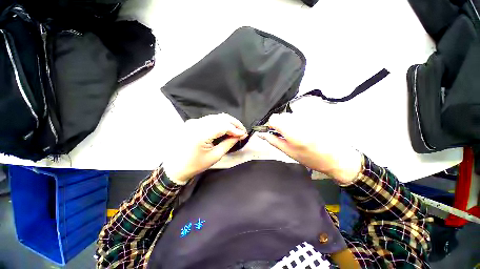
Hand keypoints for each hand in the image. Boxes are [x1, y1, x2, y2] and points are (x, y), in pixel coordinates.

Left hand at [163, 113, 247, 184]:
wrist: (175, 167)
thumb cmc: (195, 164)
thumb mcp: (215, 156)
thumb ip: (228, 143)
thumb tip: (239, 136)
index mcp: (201, 134)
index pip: (223, 126)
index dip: (235, 129)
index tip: (244, 134)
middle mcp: (197, 123)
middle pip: (220, 118)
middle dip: (234, 123)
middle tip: (242, 130)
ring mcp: (194, 122)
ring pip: (216, 117)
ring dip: (228, 122)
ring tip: (236, 129)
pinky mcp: (193, 122)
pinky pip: (210, 119)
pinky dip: (220, 122)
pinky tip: (225, 128)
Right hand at [257, 113, 362, 184]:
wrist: (336, 157)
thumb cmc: (310, 158)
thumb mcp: (288, 152)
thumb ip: (273, 141)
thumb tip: (261, 134)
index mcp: (291, 130)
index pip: (274, 118)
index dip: (271, 124)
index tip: (273, 131)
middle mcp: (299, 120)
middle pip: (282, 115)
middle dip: (280, 124)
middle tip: (285, 135)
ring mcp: (309, 117)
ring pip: (291, 115)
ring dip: (289, 123)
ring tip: (296, 134)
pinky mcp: (315, 116)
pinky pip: (300, 116)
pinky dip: (298, 122)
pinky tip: (304, 131)